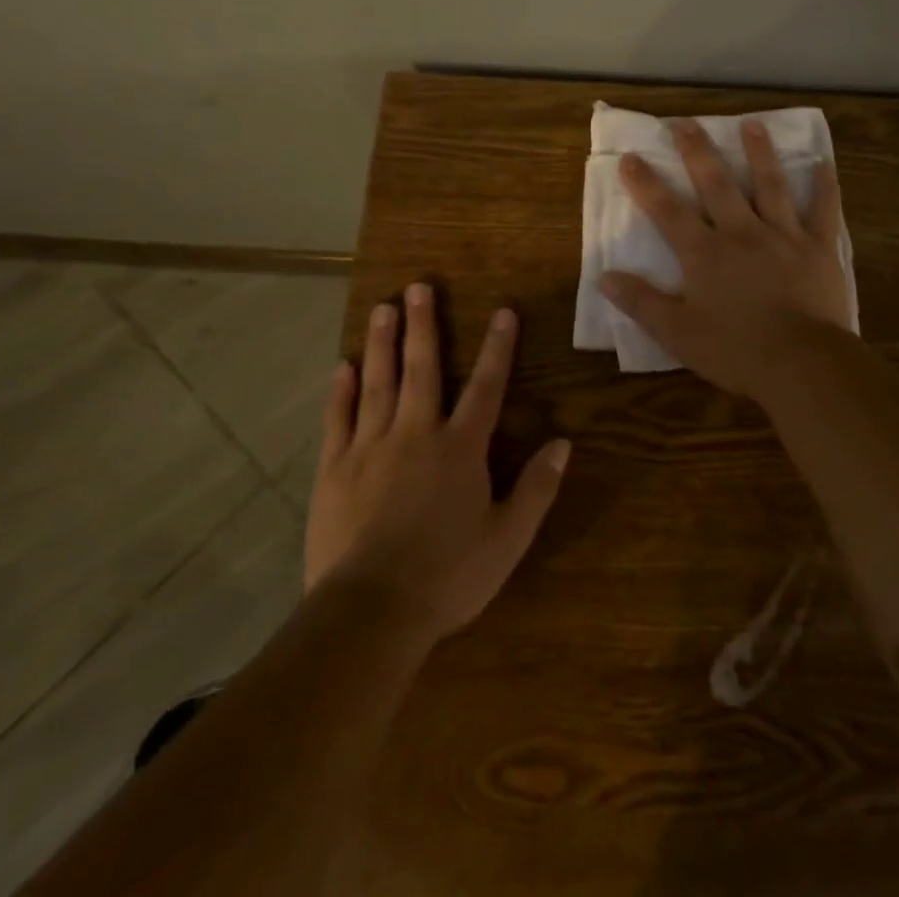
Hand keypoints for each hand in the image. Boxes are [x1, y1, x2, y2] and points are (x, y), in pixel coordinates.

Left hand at [304, 284, 570, 640]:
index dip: (498, 348)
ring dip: (383, 343)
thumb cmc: (448, 576)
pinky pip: (339, 419)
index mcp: (461, 449)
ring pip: (378, 383)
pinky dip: (341, 391)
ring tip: (383, 308)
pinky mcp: (335, 469)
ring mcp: (371, 448)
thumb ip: (537, 488)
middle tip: (418, 287)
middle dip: (423, 325)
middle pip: (423, 369)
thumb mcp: (508, 539)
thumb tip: (563, 443)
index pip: (487, 386)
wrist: (370, 612)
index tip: (503, 311)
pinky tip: (343, 366)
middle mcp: (416, 434)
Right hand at [598, 118, 853, 396]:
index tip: (631, 157)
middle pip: (717, 185)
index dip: (646, 184)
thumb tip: (604, 277)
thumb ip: (641, 303)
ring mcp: (784, 237)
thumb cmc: (736, 351)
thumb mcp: (677, 334)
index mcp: (705, 254)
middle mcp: (742, 234)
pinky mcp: (819, 249)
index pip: (668, 212)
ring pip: (770, 186)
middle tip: (686, 122)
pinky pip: (823, 212)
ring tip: (752, 124)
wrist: (802, 364)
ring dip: (760, 153)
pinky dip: (825, 187)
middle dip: (698, 152)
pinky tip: (824, 163)